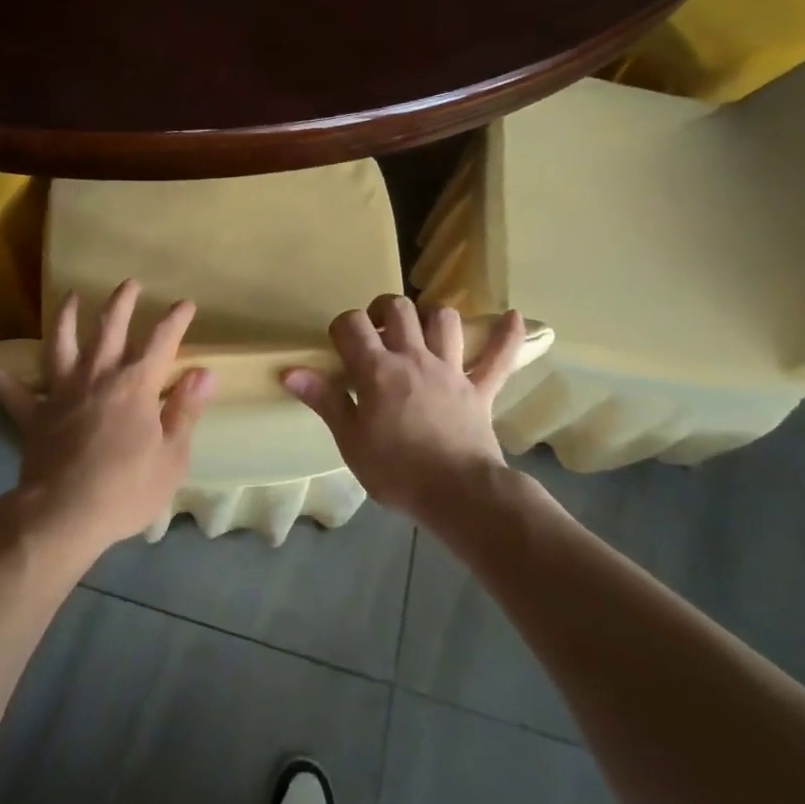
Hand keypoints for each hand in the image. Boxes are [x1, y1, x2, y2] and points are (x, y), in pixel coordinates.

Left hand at [0, 280, 213, 558]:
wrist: (65, 515)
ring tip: (70, 296)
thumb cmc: (126, 489)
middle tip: (129, 284)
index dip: (175, 320)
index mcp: (136, 385)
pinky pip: (7, 388)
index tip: (185, 304)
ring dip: (66, 317)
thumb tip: (204, 372)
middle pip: (110, 328)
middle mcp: (98, 376)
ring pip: (62, 343)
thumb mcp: (172, 456)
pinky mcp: (32, 414)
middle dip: (122, 303)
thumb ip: (185, 410)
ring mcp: (61, 391)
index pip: (162, 342)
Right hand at [282, 296, 528, 519]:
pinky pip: (499, 358)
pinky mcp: (479, 389)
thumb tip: (290, 371)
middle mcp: (414, 357)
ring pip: (444, 320)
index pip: (351, 324)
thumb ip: (324, 400)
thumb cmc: (397, 470)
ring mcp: (451, 370)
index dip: (341, 328)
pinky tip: (514, 318)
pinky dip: (507, 337)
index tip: (339, 347)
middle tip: (376, 332)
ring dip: (431, 317)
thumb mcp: (350, 440)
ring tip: (421, 330)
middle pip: (398, 308)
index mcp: (378, 369)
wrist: (459, 494)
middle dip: (382, 310)